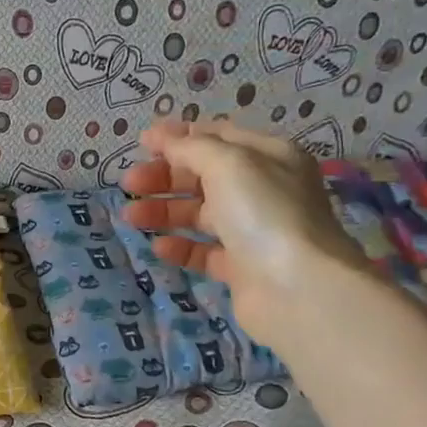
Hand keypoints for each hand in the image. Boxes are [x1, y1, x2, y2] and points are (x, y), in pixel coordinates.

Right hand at [119, 119, 369, 347]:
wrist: (298, 289)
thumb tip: (162, 137)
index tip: (141, 143)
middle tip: (128, 183)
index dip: (179, 137)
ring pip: (199, 214)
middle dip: (164, 176)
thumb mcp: (228, 164)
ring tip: (131, 216)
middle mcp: (263, 191)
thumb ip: (191, 147)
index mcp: (269, 158)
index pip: (218, 137)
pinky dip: (180, 246)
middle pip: (203, 176)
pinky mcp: (242, 268)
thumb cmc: (264, 213)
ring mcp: (253, 231)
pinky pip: (203, 251)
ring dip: (163, 210)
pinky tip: (158, 246)